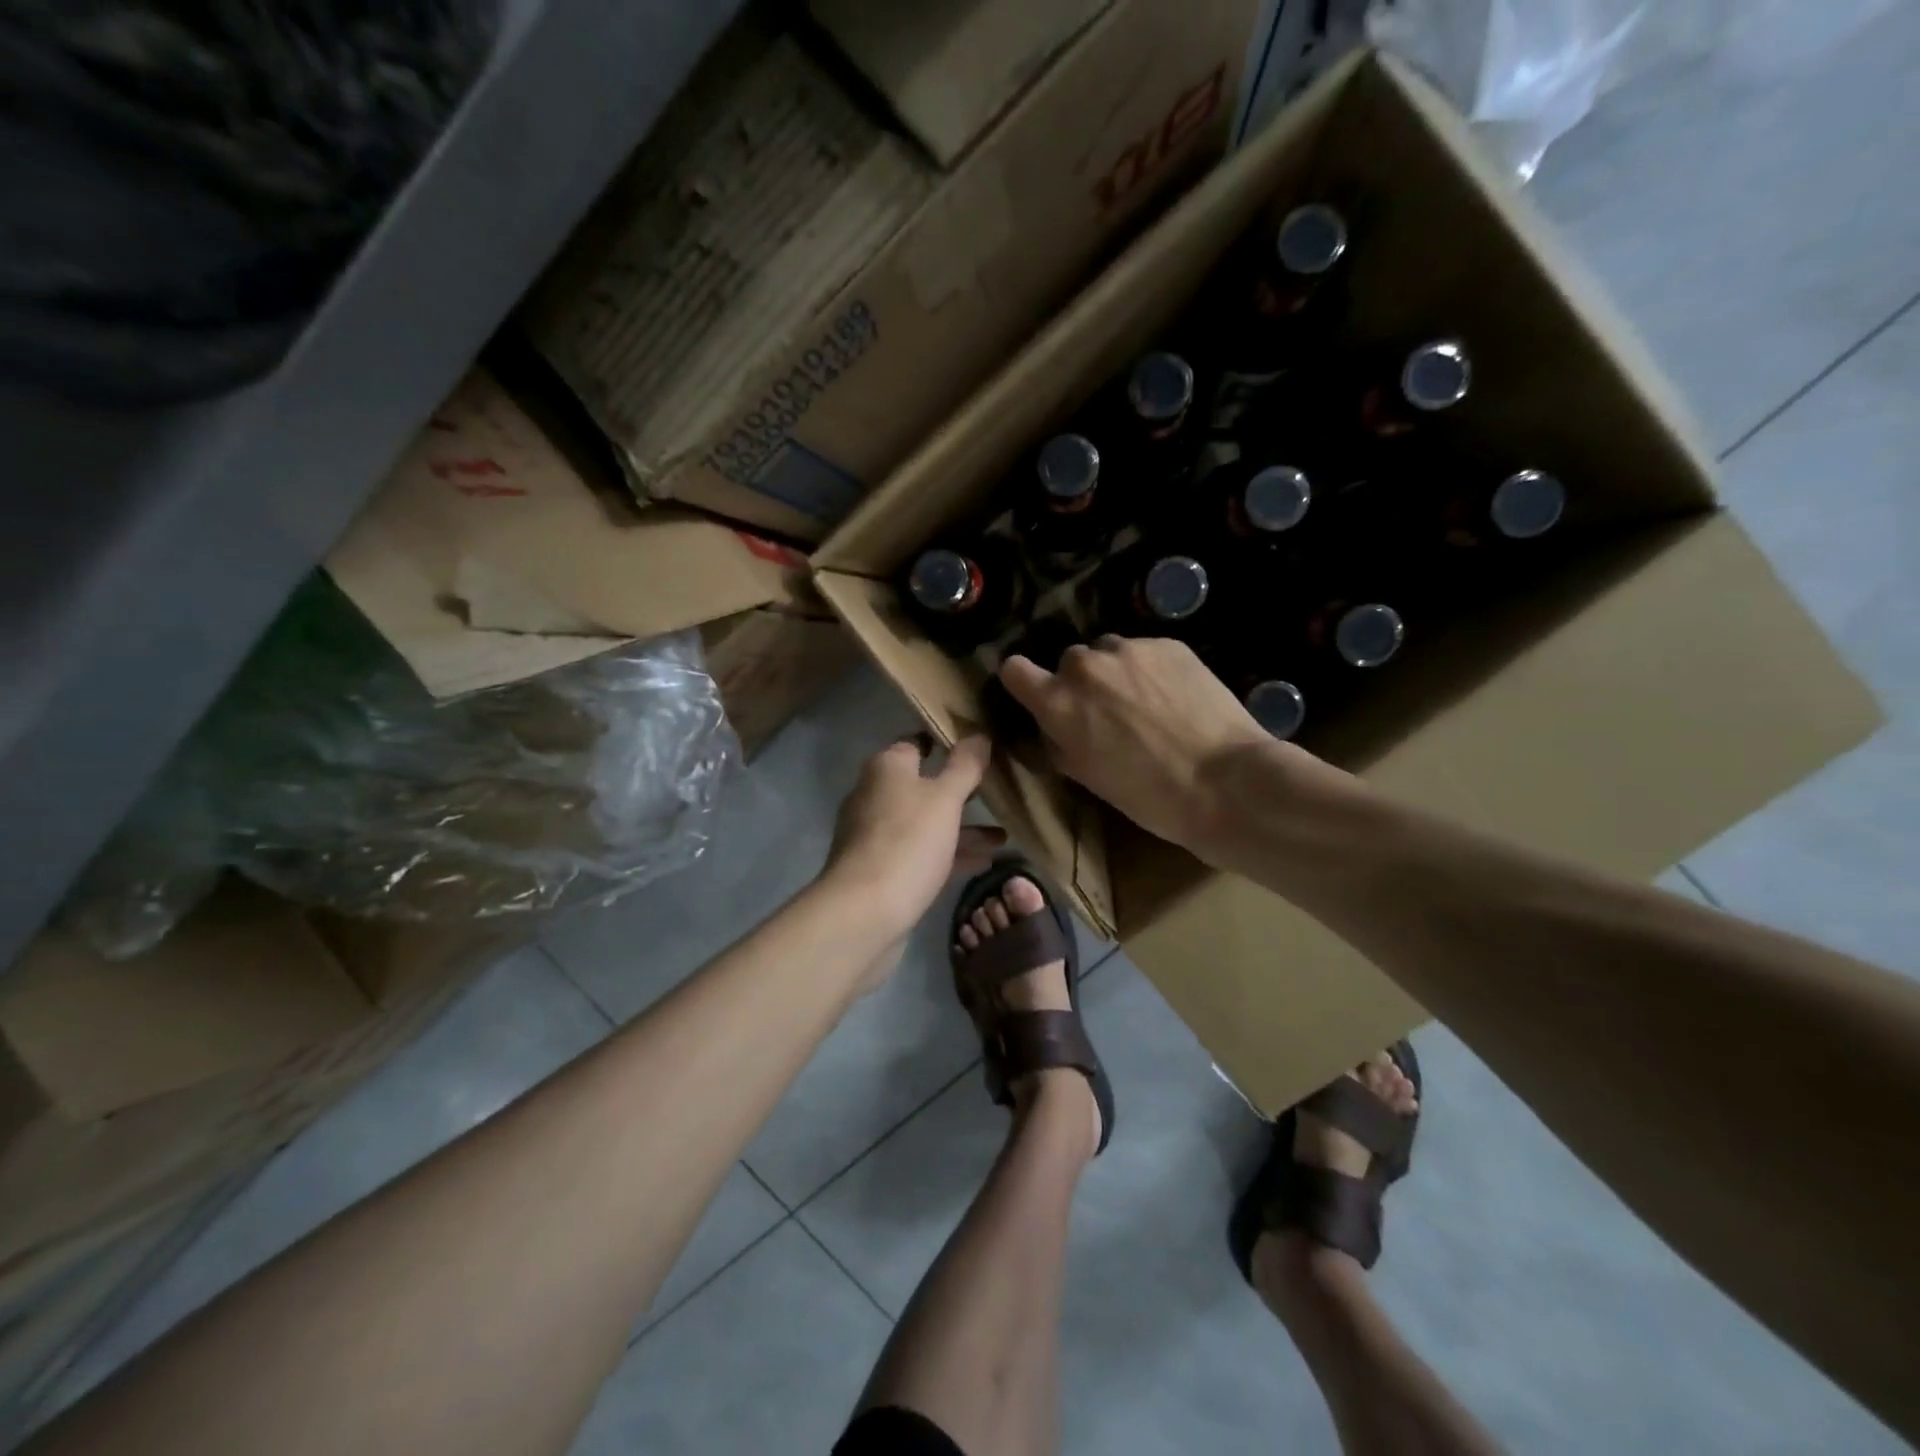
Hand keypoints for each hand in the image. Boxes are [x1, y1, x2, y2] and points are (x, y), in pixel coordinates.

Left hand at [823, 735, 1003, 942]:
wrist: (864, 912)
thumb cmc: (907, 842)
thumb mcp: (944, 799)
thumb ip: (964, 767)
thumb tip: (978, 735)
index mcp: (886, 769)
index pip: (916, 743)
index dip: (945, 742)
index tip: (979, 749)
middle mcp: (876, 795)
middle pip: (922, 786)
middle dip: (959, 792)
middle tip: (997, 793)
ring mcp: (876, 835)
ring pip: (925, 823)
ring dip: (961, 828)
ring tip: (1002, 836)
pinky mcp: (882, 870)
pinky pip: (921, 853)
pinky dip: (949, 854)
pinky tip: (984, 863)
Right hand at [999, 637, 1352, 858]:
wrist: (1225, 781)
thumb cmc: (1149, 795)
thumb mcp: (1088, 777)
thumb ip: (1060, 742)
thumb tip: (1056, 726)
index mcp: (1058, 703)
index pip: (1014, 670)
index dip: (1023, 681)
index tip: (1037, 693)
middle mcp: (1086, 666)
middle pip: (1069, 662)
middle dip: (1081, 683)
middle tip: (1107, 712)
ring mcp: (1129, 650)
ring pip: (1108, 652)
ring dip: (1116, 672)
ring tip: (1145, 702)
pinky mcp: (1168, 644)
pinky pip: (1145, 650)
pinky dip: (1151, 669)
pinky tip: (1175, 697)